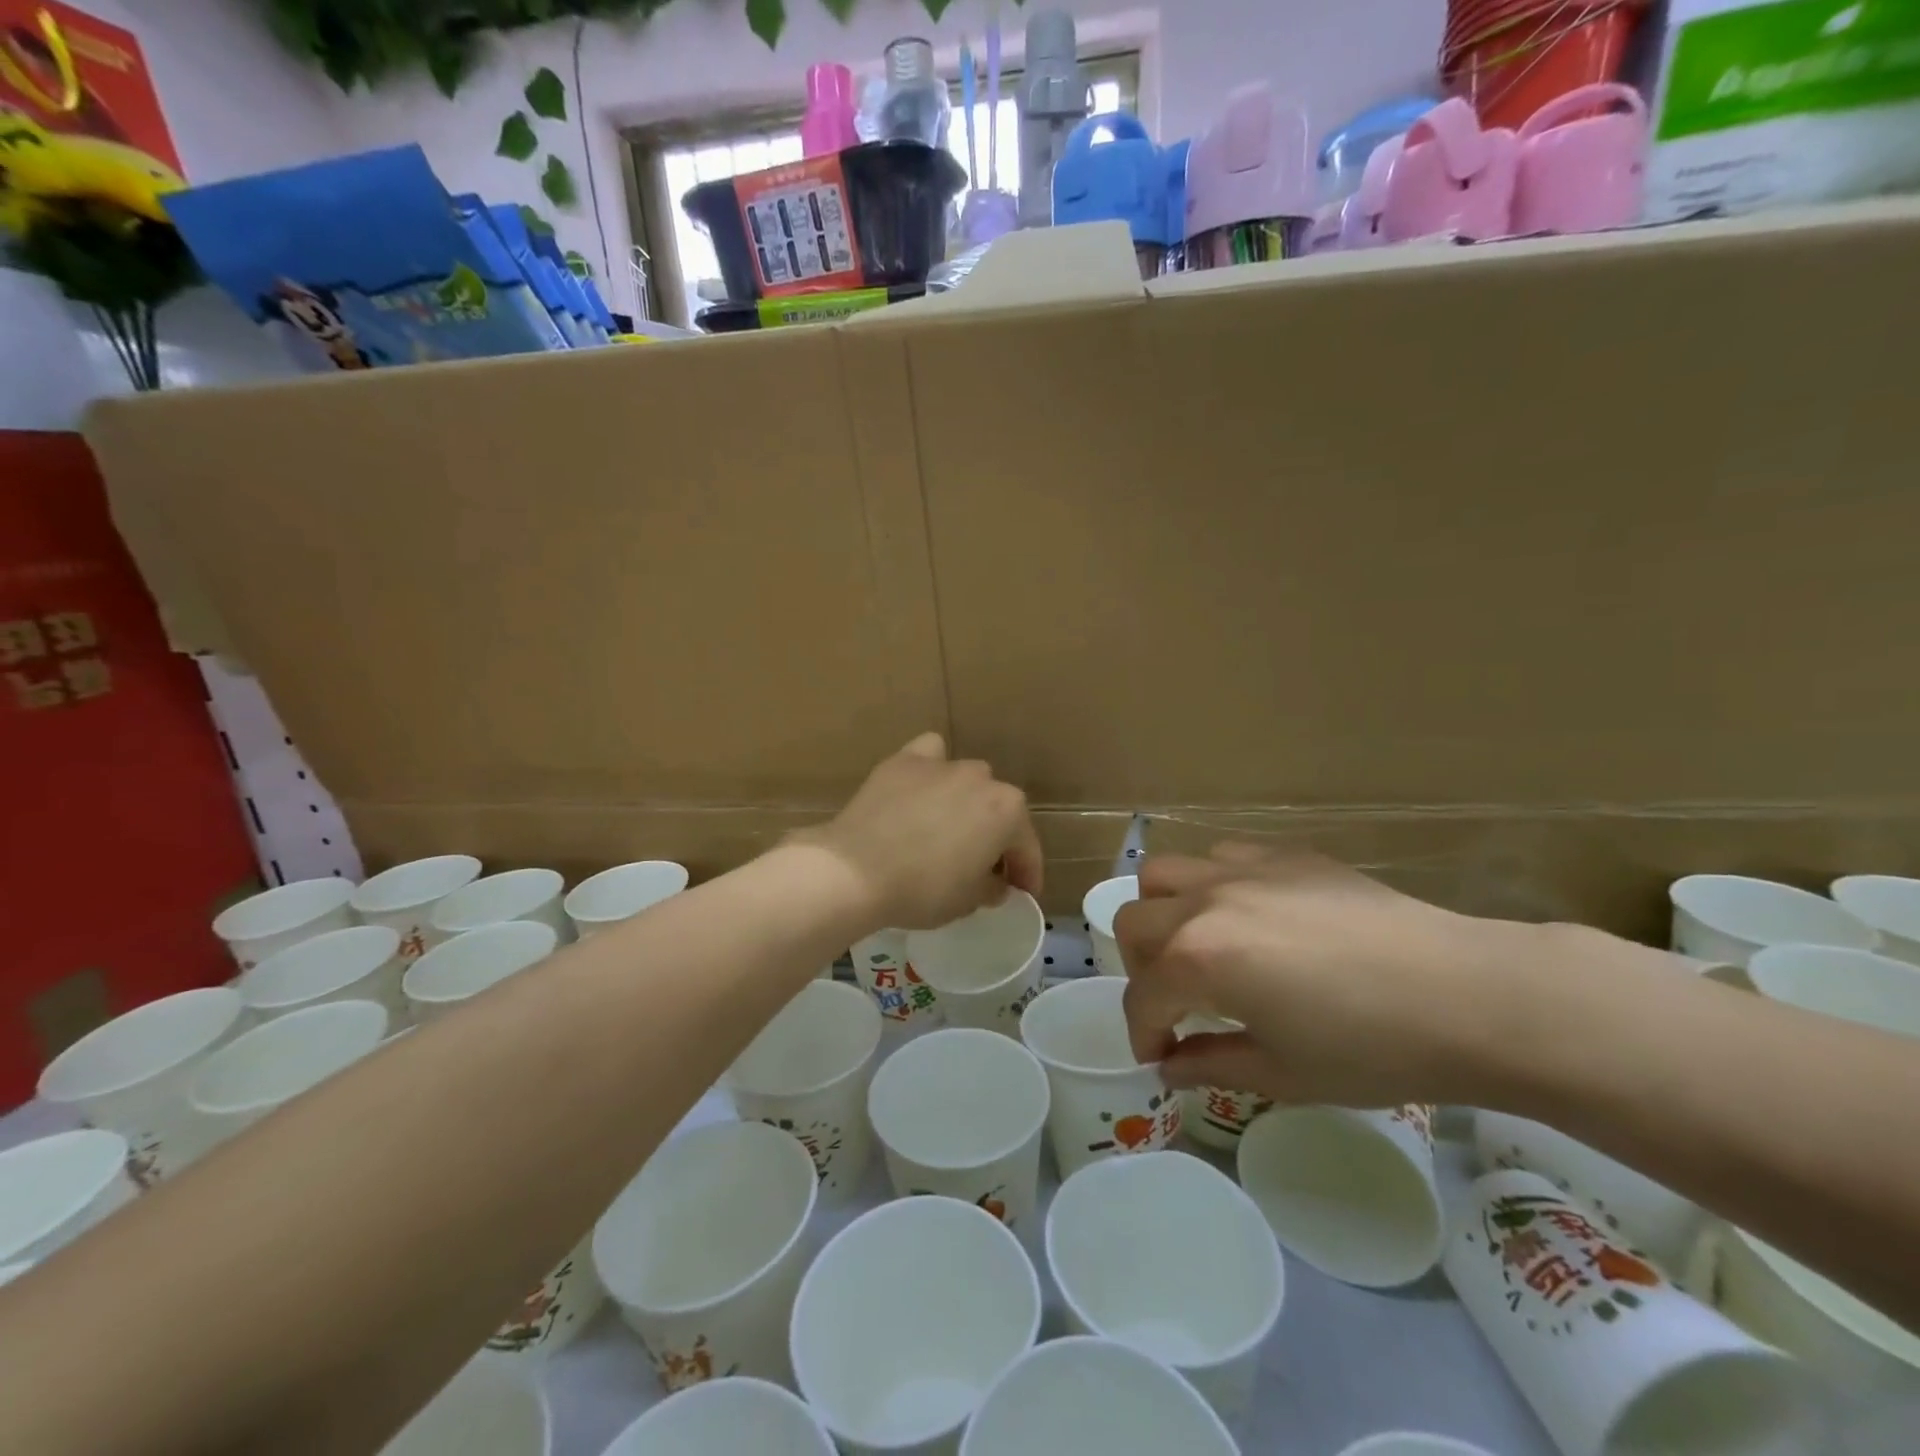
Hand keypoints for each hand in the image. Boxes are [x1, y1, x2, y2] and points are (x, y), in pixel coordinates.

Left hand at [806, 733, 1043, 931]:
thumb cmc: (922, 890)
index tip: (1023, 893)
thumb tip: (994, 883)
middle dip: (995, 837)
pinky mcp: (903, 761)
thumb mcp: (967, 902)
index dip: (1027, 874)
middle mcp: (981, 778)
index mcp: (1008, 811)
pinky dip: (931, 770)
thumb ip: (991, 888)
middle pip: (998, 810)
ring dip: (966, 803)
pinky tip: (923, 789)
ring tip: (947, 829)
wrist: (855, 870)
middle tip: (982, 867)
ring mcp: (941, 764)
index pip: (1026, 847)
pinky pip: (929, 757)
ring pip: (967, 781)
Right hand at [1116, 845, 1528, 1108]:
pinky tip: (1249, 915)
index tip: (1159, 1057)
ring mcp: (1243, 870)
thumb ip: (1210, 1064)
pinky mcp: (1283, 854)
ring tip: (1199, 945)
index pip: (1143, 997)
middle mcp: (1205, 903)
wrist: (1466, 994)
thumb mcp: (1282, 1073)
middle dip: (1140, 969)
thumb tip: (1169, 1065)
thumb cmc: (1371, 1048)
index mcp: (1199, 960)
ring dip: (1164, 913)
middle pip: (1133, 922)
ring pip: (1163, 873)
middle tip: (1174, 1002)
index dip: (1142, 1034)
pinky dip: (1212, 885)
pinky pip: (1220, 856)